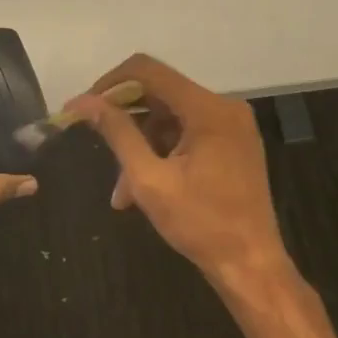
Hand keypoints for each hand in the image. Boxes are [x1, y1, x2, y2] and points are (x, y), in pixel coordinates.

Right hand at [67, 54, 291, 286]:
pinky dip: (162, 154)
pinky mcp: (232, 144)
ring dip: (141, 147)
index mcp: (207, 108)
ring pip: (170, 120)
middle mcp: (223, 106)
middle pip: (159, 95)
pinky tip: (142, 188)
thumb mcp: (149, 179)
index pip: (148, 71)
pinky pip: (187, 134)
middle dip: (125, 122)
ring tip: (122, 191)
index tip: (85, 108)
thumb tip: (85, 102)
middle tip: (96, 147)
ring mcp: (231, 126)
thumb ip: (118, 133)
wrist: (252, 267)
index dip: (110, 84)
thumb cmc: (200, 224)